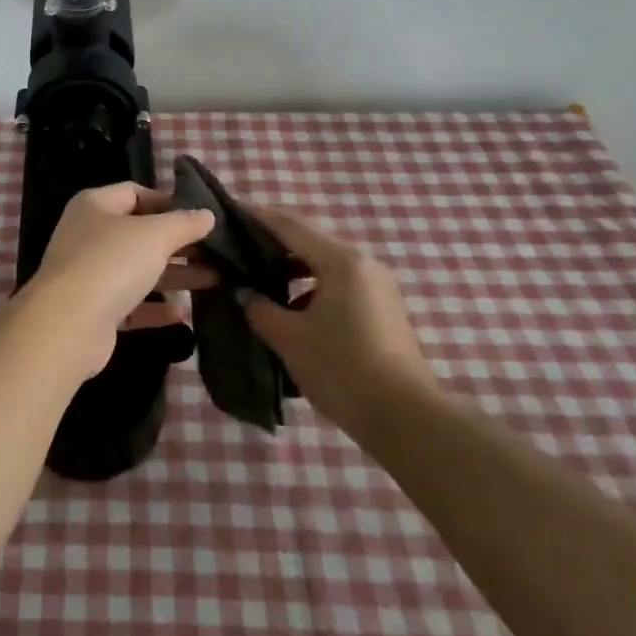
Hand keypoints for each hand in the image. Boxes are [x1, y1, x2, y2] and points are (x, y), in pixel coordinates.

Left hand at [22, 183, 216, 376]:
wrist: (68, 325)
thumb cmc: (111, 263)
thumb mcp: (155, 235)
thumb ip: (184, 223)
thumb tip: (207, 215)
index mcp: (95, 206)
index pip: (134, 192)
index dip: (168, 201)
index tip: (200, 216)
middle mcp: (88, 235)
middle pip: (139, 233)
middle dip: (178, 242)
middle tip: (215, 251)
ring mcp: (89, 274)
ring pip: (138, 269)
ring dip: (174, 275)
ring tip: (214, 280)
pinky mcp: (94, 311)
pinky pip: (131, 304)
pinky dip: (155, 308)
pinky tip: (183, 314)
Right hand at [241, 207, 436, 427]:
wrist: (407, 421)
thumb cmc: (343, 369)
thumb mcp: (290, 338)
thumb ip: (260, 308)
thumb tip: (243, 292)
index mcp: (341, 260)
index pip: (290, 226)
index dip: (257, 218)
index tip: (228, 215)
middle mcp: (363, 264)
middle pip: (309, 244)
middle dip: (272, 248)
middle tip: (237, 255)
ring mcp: (378, 288)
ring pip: (324, 268)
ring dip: (292, 273)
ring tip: (258, 286)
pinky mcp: (383, 312)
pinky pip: (339, 288)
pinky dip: (311, 292)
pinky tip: (290, 314)